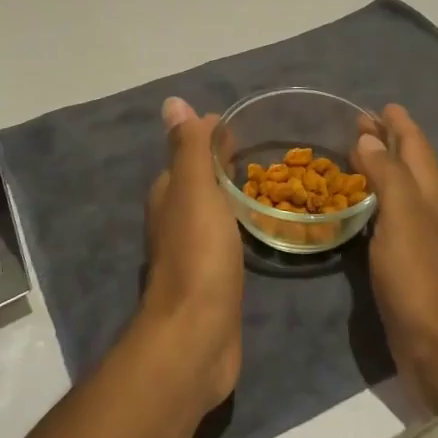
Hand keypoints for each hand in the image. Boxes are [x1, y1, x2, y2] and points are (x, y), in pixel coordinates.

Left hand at [138, 97, 244, 410]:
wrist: (197, 335)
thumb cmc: (198, 255)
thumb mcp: (194, 190)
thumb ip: (188, 148)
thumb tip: (174, 102)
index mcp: (168, 194)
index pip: (189, 152)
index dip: (213, 137)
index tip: (248, 126)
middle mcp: (174, 218)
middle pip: (199, 180)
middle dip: (224, 164)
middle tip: (267, 153)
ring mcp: (191, 250)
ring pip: (212, 209)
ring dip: (232, 194)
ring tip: (269, 184)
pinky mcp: (210, 278)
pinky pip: (225, 237)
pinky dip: (238, 224)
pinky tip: (258, 227)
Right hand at [356, 105, 437, 393]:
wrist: (435, 339)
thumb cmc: (417, 272)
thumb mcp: (402, 214)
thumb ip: (387, 173)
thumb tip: (370, 138)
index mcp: (431, 191)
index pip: (416, 145)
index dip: (400, 124)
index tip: (382, 105)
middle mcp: (429, 206)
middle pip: (409, 163)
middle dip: (388, 140)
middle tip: (359, 124)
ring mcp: (420, 233)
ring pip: (400, 186)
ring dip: (381, 166)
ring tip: (355, 154)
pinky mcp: (407, 257)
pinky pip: (389, 212)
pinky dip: (375, 196)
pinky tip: (360, 203)